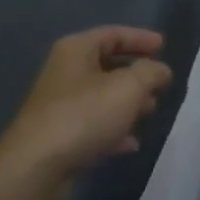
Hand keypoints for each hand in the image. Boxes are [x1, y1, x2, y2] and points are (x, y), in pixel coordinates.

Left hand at [0, 26, 172, 185]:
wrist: (36, 166)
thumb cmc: (84, 115)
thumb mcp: (128, 87)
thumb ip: (150, 73)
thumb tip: (161, 70)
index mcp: (76, 50)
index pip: (112, 34)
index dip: (140, 38)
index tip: (163, 46)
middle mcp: (64, 72)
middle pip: (106, 64)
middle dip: (136, 74)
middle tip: (159, 84)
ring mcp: (58, 105)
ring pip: (101, 96)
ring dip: (127, 103)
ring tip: (150, 112)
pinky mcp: (58, 135)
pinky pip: (92, 124)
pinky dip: (113, 129)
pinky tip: (131, 143)